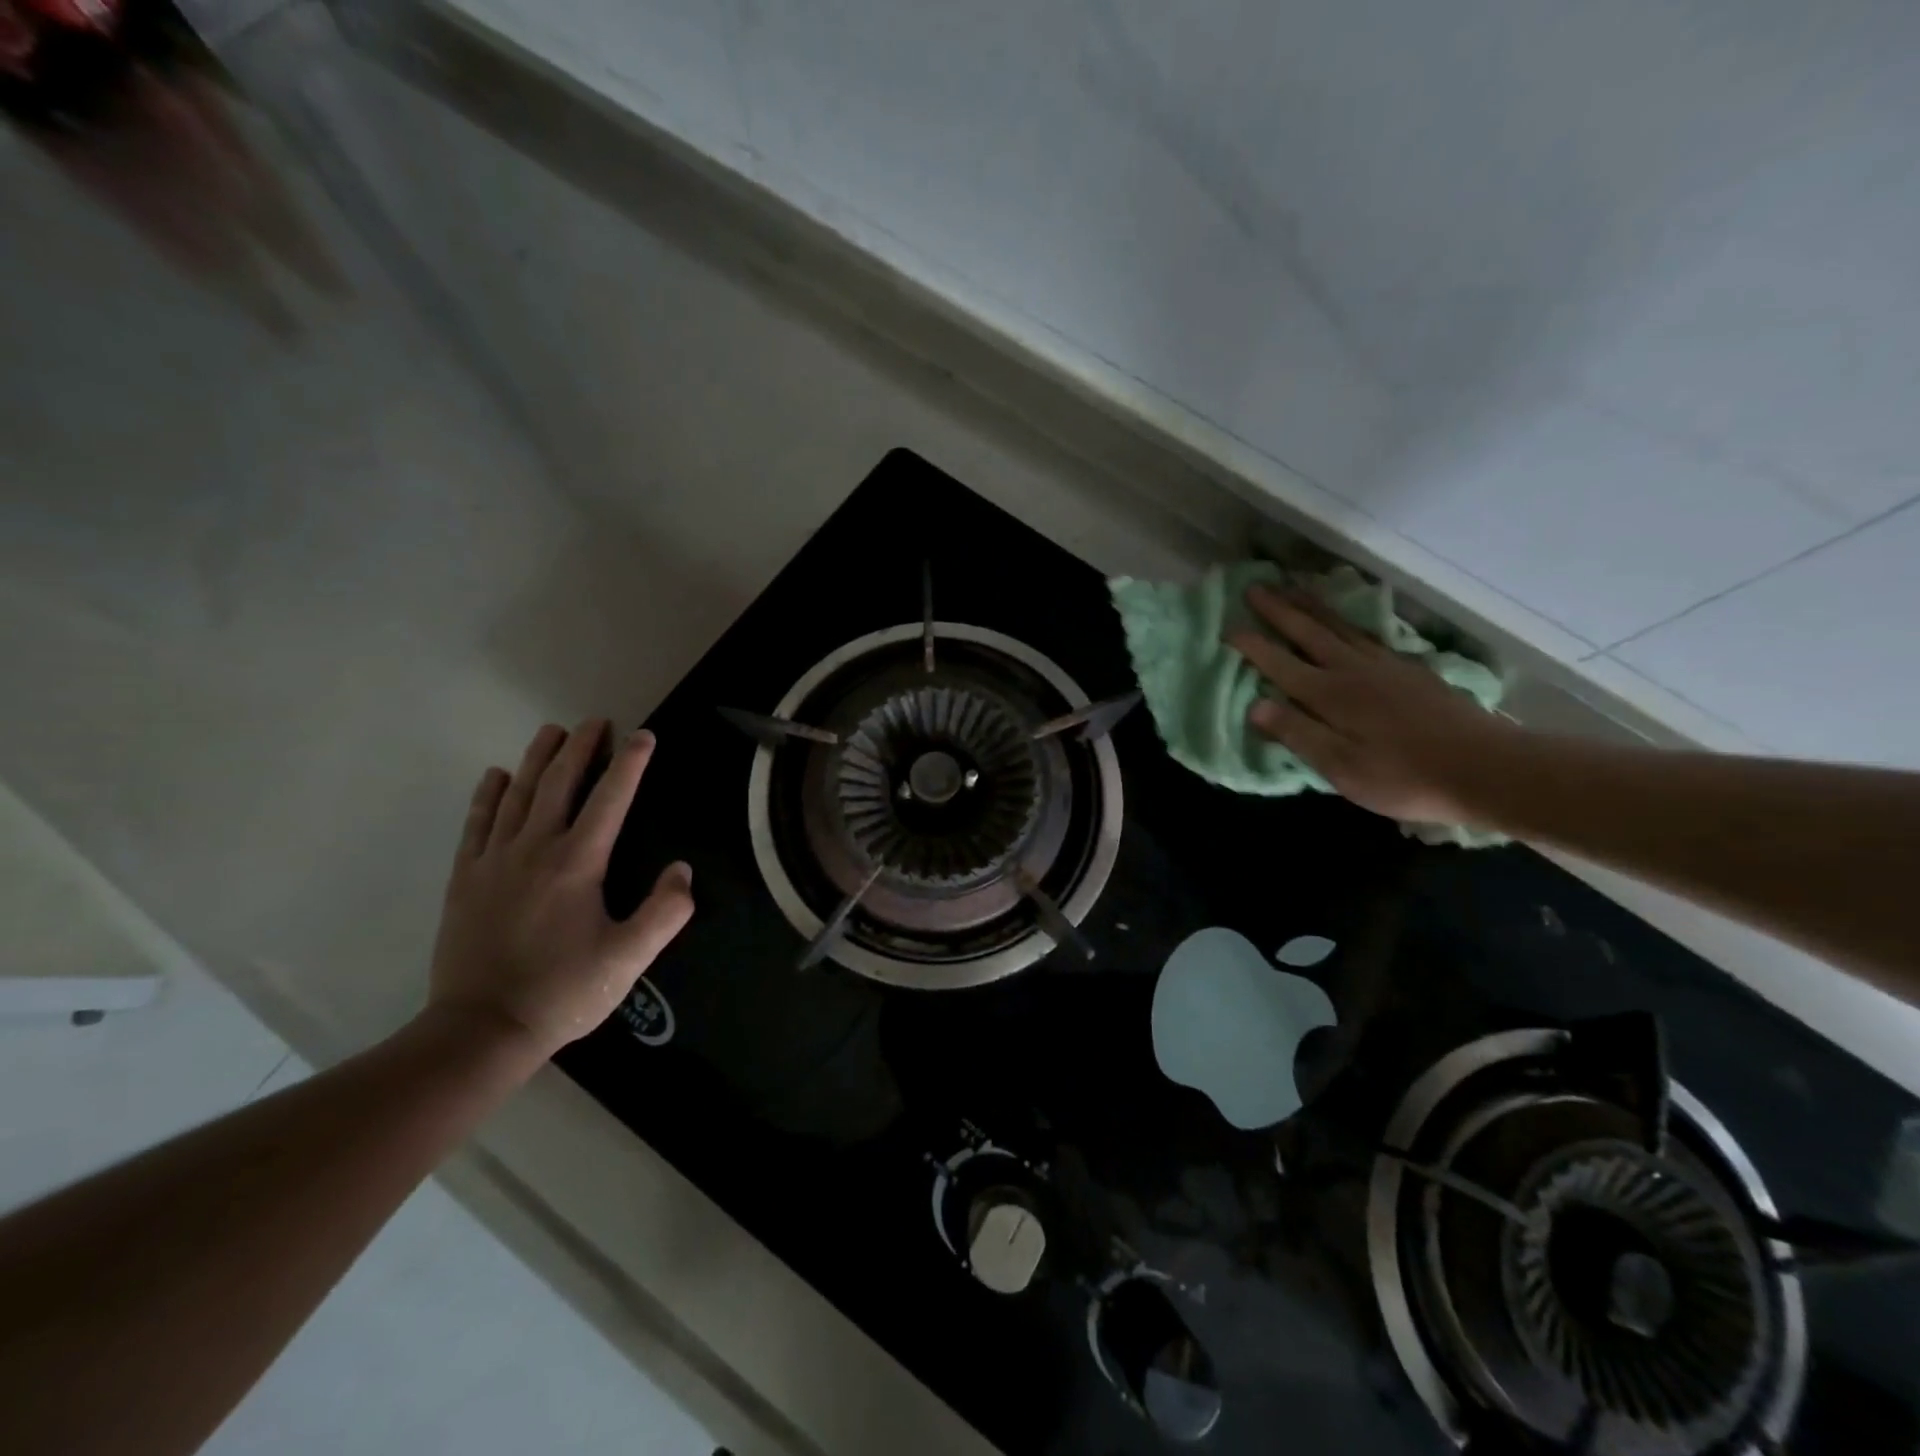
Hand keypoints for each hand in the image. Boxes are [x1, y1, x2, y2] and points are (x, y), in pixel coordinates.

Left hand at [428, 720, 693, 1059]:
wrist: (481, 1030)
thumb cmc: (564, 991)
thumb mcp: (629, 959)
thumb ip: (665, 911)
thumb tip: (682, 870)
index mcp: (577, 864)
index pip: (610, 799)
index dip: (630, 764)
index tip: (644, 736)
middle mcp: (534, 849)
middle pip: (560, 784)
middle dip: (581, 748)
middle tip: (595, 721)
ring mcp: (494, 861)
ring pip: (518, 795)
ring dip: (538, 759)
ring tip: (552, 732)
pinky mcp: (465, 879)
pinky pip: (477, 824)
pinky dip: (489, 795)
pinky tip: (497, 776)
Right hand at [1226, 584, 1514, 824]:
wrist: (1487, 768)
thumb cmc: (1405, 776)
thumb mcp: (1341, 767)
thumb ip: (1298, 734)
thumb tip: (1255, 706)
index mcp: (1331, 695)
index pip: (1281, 664)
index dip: (1254, 647)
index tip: (1228, 628)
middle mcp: (1354, 670)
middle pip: (1310, 633)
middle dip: (1279, 611)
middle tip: (1254, 587)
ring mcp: (1386, 666)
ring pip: (1340, 627)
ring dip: (1311, 606)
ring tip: (1291, 587)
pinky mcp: (1411, 670)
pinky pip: (1366, 634)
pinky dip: (1346, 621)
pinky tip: (1344, 622)